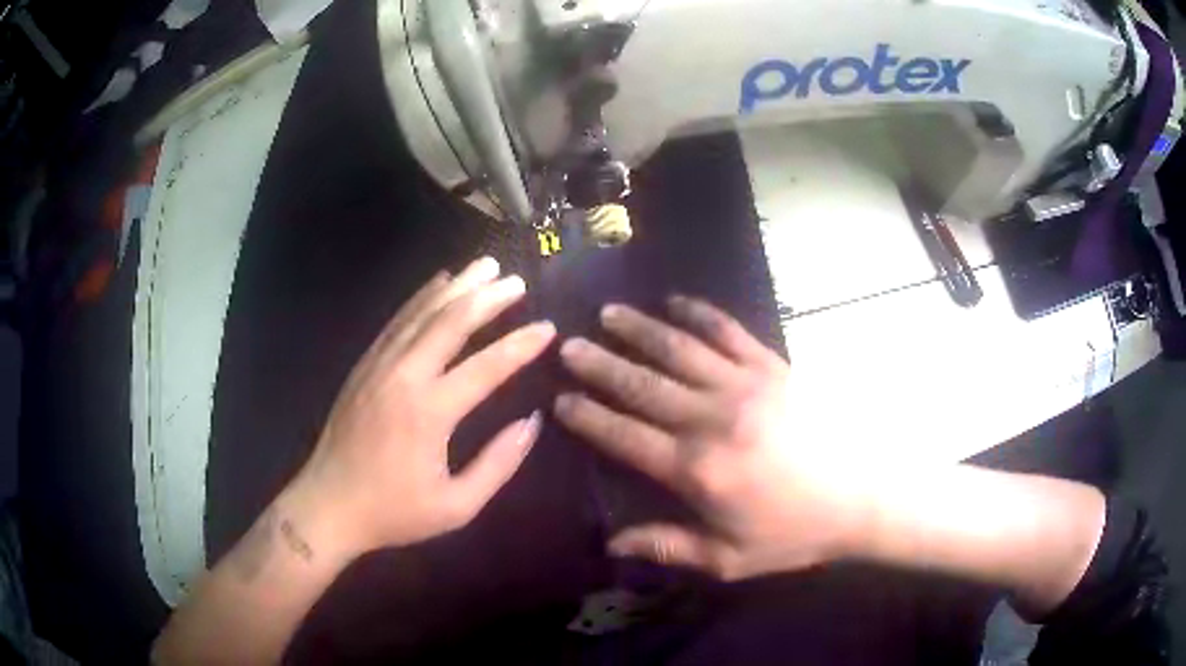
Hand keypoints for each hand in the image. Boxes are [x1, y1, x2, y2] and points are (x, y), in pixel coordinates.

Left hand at [288, 257, 555, 557]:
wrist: (328, 506)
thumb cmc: (394, 512)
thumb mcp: (456, 506)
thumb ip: (498, 464)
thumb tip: (531, 423)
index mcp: (430, 413)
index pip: (486, 367)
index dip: (520, 346)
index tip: (547, 329)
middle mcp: (404, 377)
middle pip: (450, 323)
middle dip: (487, 298)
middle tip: (517, 280)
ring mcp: (379, 365)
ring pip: (422, 313)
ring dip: (456, 287)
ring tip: (484, 266)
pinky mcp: (364, 366)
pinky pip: (397, 322)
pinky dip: (420, 299)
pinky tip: (438, 284)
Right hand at [554, 297, 868, 580]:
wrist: (861, 496)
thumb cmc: (794, 532)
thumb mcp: (730, 559)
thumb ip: (669, 547)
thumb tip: (611, 542)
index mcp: (697, 469)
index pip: (625, 436)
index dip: (589, 417)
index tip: (560, 398)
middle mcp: (712, 418)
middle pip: (643, 385)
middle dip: (600, 364)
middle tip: (568, 345)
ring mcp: (745, 385)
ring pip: (679, 350)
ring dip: (639, 330)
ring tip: (608, 313)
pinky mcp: (773, 367)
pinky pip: (728, 332)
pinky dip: (700, 314)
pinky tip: (676, 302)